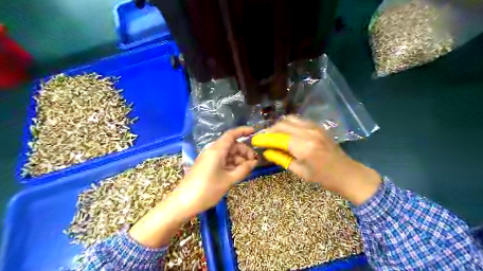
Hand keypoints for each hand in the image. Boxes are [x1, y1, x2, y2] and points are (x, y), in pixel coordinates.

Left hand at [128, 127, 255, 247]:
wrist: (184, 202)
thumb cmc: (207, 190)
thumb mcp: (228, 180)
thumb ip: (243, 169)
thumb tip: (254, 162)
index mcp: (217, 150)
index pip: (232, 135)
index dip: (243, 131)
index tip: (254, 132)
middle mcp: (212, 151)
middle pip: (231, 145)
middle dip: (244, 151)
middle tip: (254, 162)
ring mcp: (209, 159)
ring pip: (227, 154)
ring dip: (238, 159)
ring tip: (247, 169)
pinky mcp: (206, 166)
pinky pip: (222, 161)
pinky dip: (231, 164)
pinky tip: (237, 172)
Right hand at [254, 114, 380, 204]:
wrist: (347, 172)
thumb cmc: (323, 177)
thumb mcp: (299, 171)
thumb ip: (281, 159)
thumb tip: (266, 152)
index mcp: (304, 147)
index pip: (277, 138)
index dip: (264, 139)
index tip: (254, 140)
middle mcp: (308, 132)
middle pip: (282, 125)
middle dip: (269, 131)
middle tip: (262, 139)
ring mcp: (314, 127)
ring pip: (289, 119)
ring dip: (278, 125)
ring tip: (272, 135)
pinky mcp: (318, 126)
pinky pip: (298, 120)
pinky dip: (288, 124)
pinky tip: (285, 132)